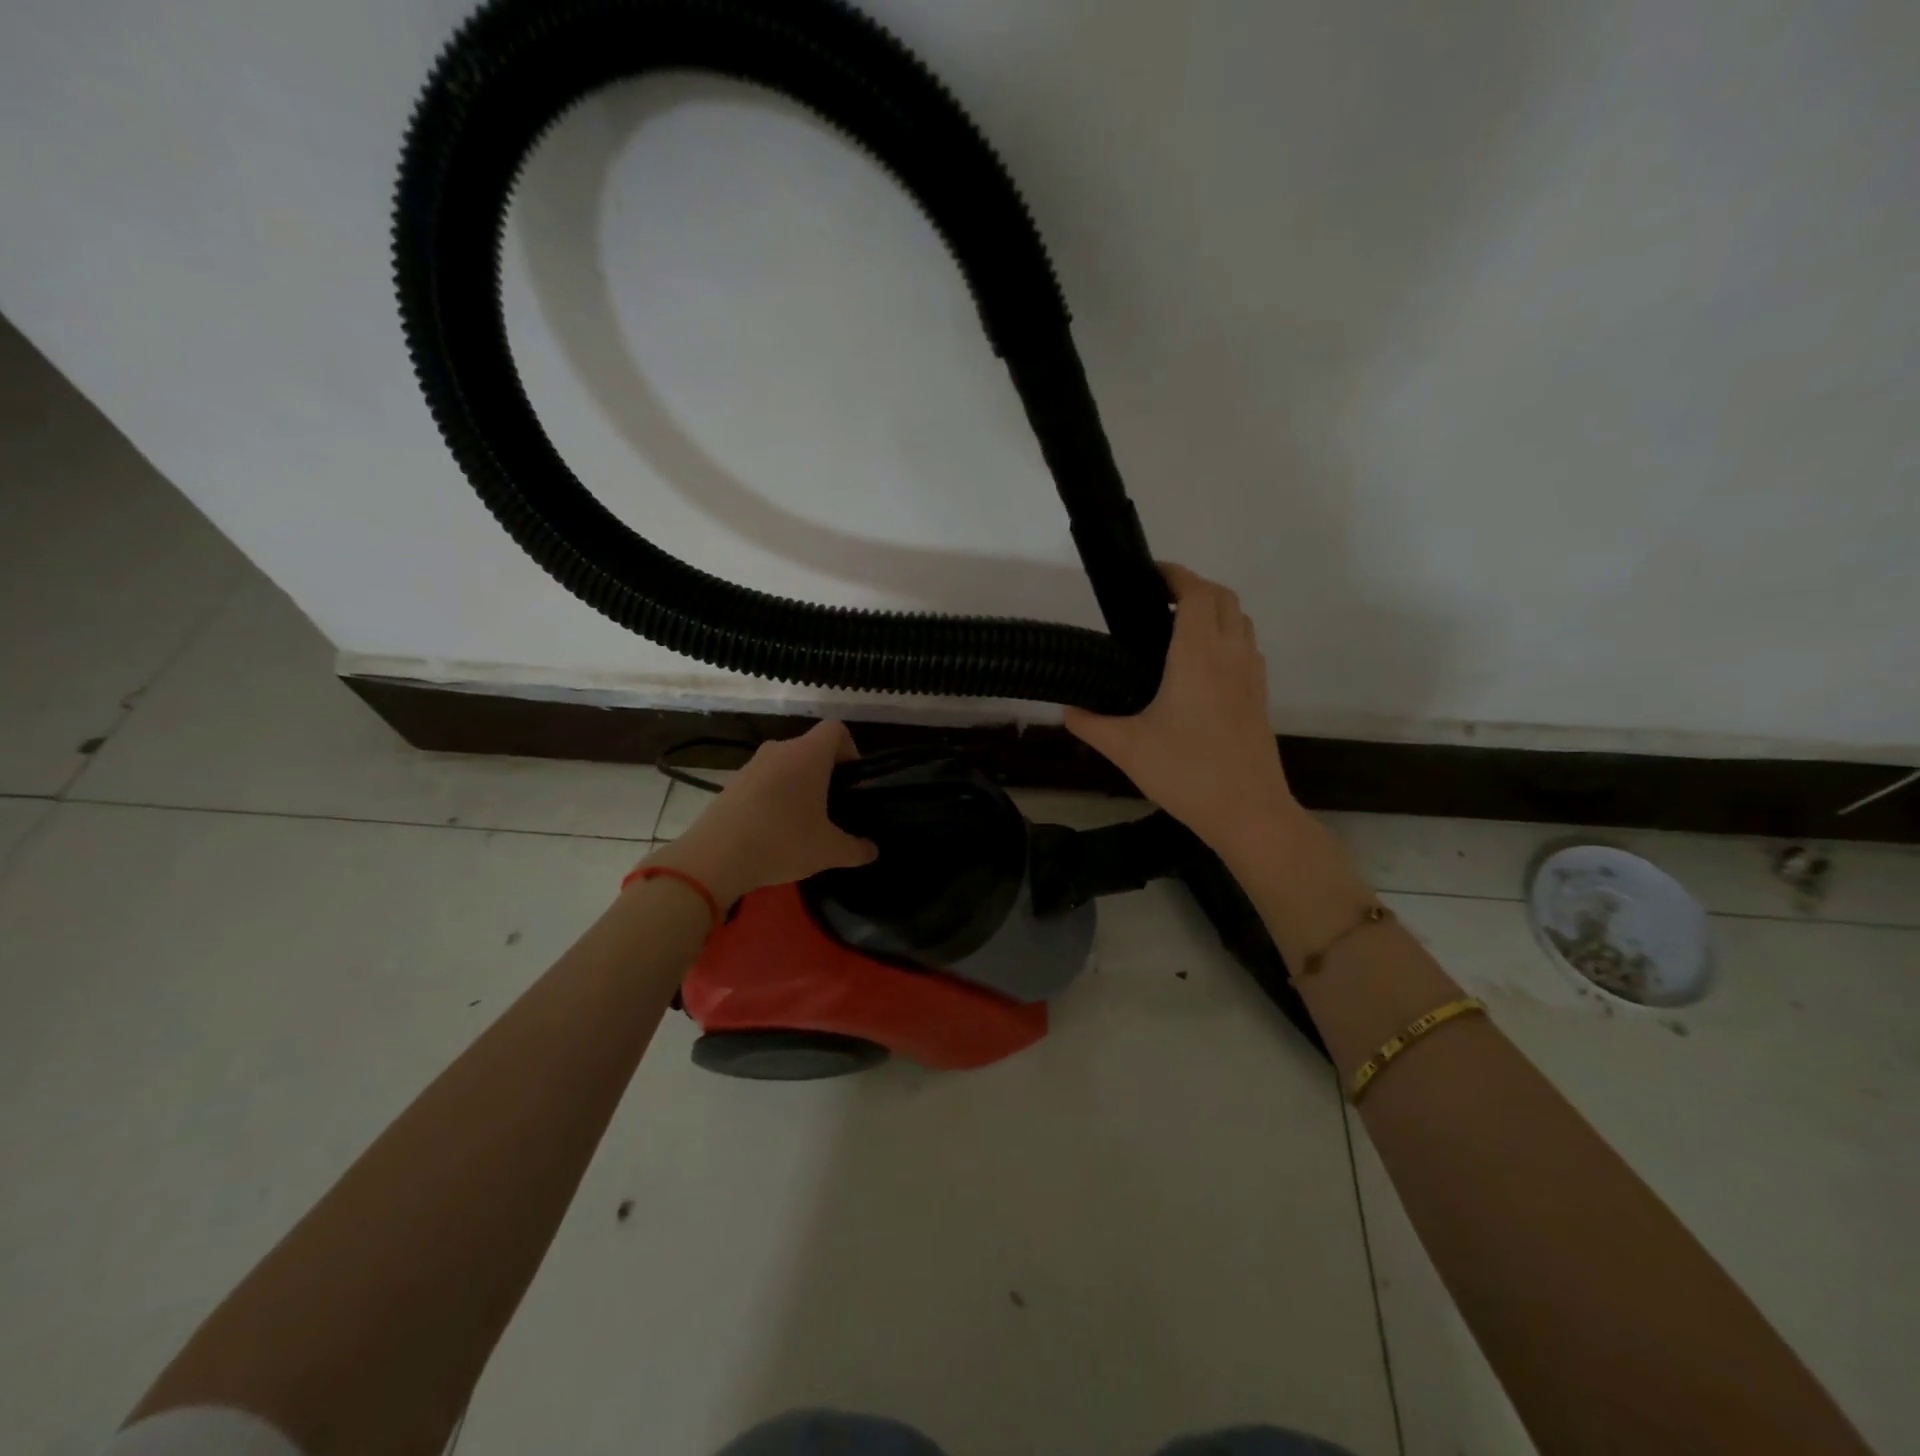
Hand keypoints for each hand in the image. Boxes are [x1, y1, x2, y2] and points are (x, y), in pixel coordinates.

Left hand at [644, 721, 877, 903]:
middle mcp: (779, 750)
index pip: (836, 730)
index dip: (850, 750)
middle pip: (811, 748)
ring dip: (798, 785)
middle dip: (826, 774)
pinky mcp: (731, 784)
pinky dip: (774, 797)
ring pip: (785, 765)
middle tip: (832, 808)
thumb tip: (872, 851)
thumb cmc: (782, 842)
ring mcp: (751, 765)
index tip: (852, 783)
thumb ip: (857, 849)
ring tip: (802, 823)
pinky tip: (773, 831)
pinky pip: (764, 781)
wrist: (714, 859)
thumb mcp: (829, 851)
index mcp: (808, 755)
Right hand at [1064, 563, 1295, 853]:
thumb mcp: (1125, 748)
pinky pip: (1247, 647)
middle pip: (1223, 598)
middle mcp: (1230, 654)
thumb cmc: (1185, 772)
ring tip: (1178, 628)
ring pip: (1241, 620)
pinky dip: (1227, 637)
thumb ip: (1090, 723)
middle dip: (1194, 588)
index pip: (1195, 593)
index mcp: (1197, 655)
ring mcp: (1251, 675)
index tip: (1150, 575)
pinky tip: (1201, 667)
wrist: (1247, 811)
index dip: (1175, 575)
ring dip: (1214, 610)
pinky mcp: (1260, 696)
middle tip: (1158, 601)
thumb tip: (1067, 708)